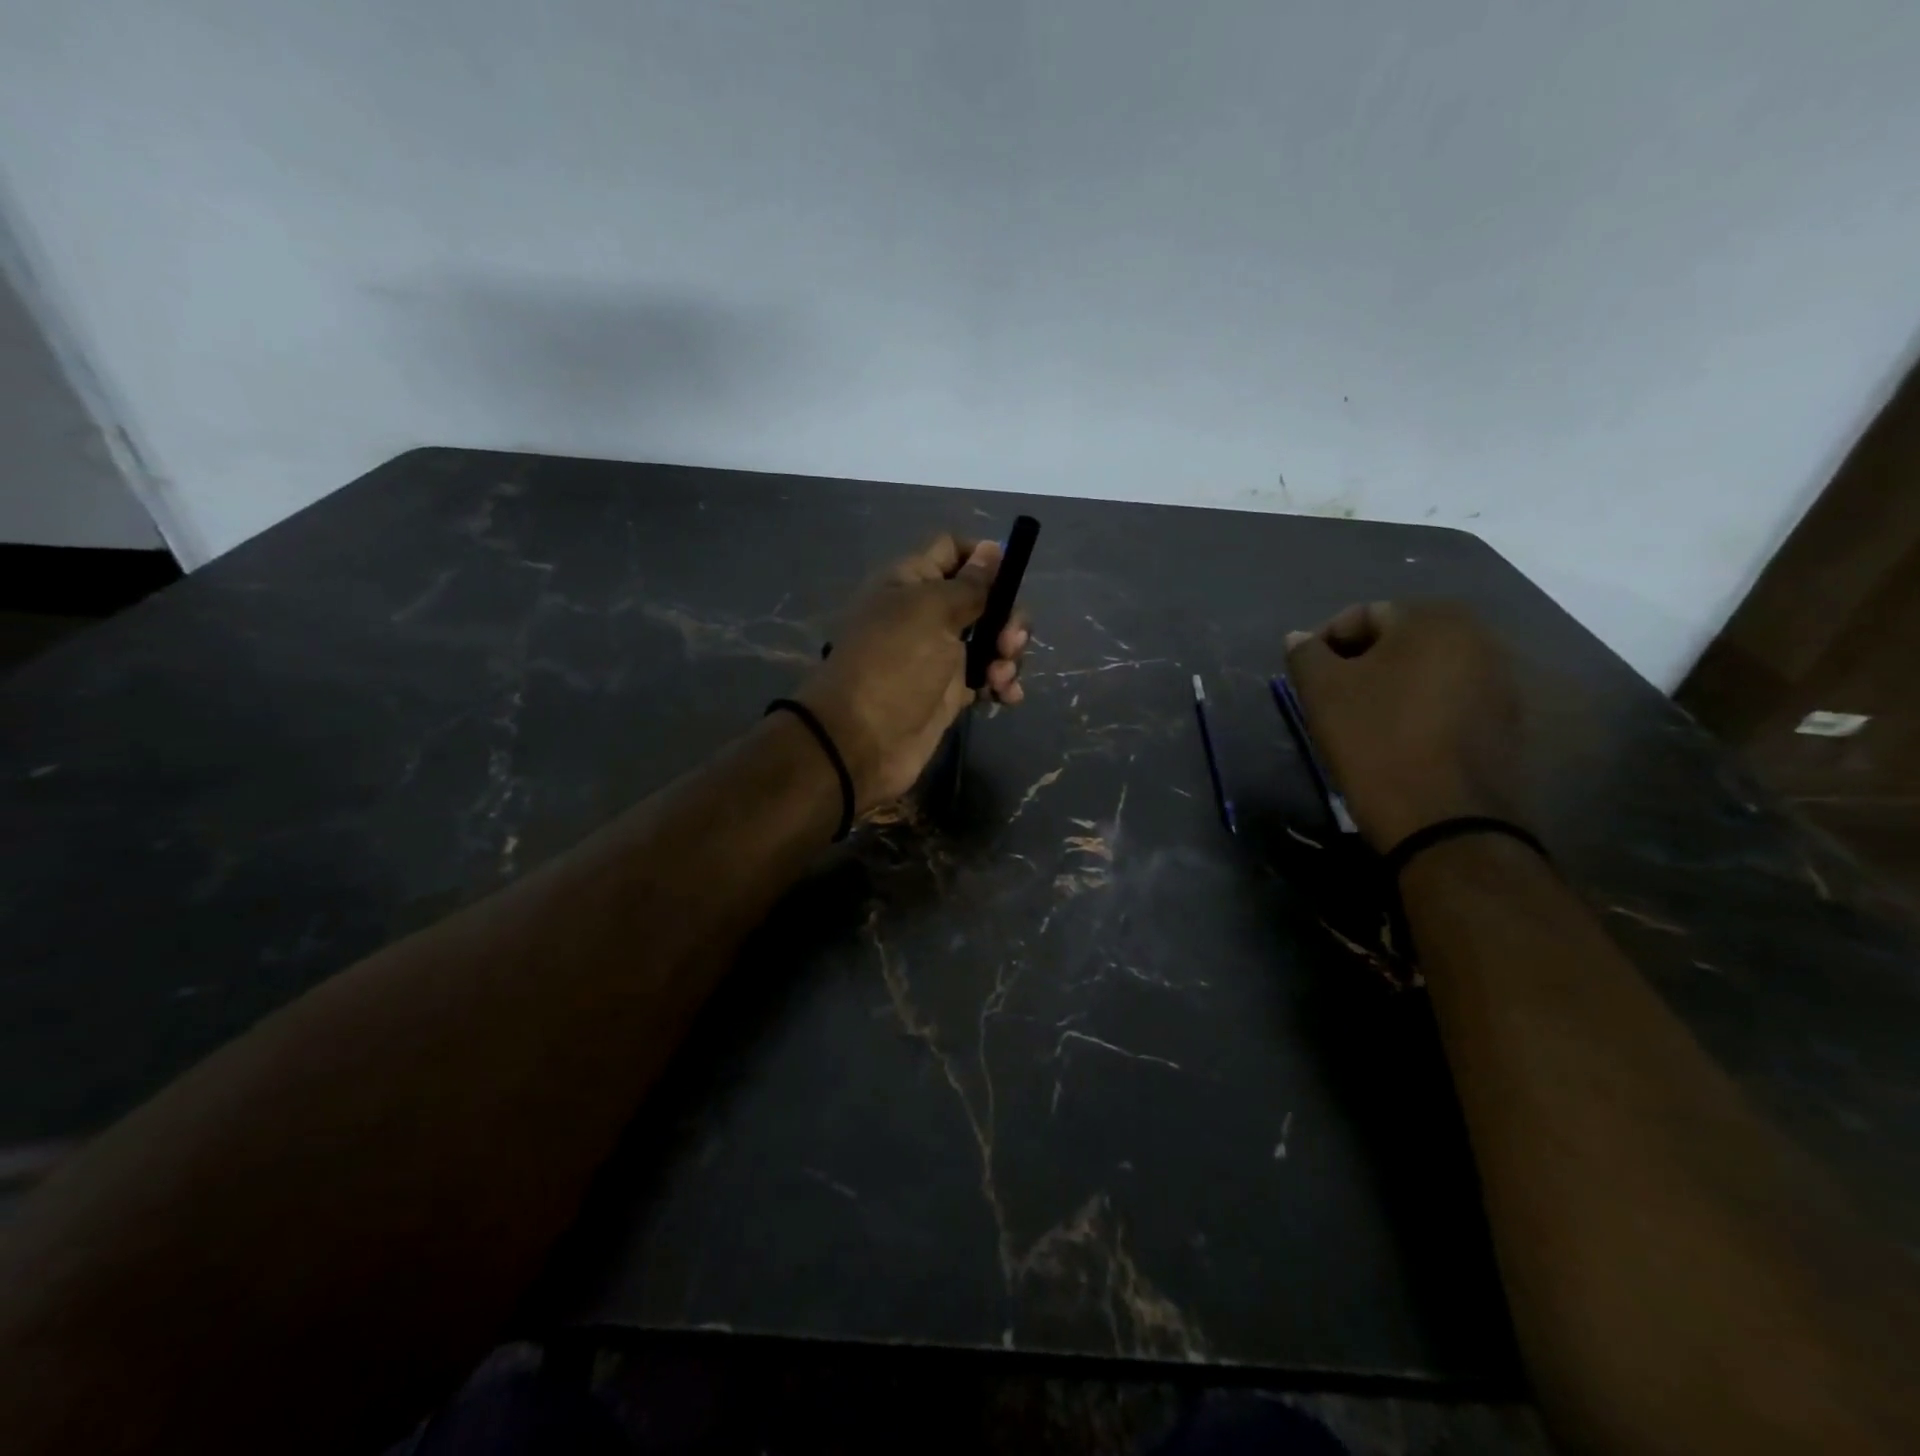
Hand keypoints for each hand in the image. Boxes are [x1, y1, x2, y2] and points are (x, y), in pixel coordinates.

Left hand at [795, 534, 1029, 811]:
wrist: (862, 741)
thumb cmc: (894, 664)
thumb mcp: (932, 612)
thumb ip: (969, 585)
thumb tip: (993, 549)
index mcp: (912, 582)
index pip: (952, 551)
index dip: (984, 557)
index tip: (1011, 576)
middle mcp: (926, 614)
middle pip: (983, 598)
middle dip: (1007, 616)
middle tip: (1009, 642)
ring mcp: (939, 655)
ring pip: (991, 640)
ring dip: (1008, 654)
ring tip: (1001, 678)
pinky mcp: (950, 692)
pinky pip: (987, 677)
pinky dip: (1002, 683)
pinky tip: (1007, 697)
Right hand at [1284, 601, 1524, 851]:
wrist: (1445, 820)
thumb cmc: (1375, 742)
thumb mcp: (1322, 692)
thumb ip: (1305, 654)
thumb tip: (1300, 637)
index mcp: (1433, 619)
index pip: (1362, 615)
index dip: (1324, 644)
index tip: (1306, 680)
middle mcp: (1478, 636)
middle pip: (1398, 638)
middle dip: (1359, 663)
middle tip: (1330, 699)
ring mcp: (1501, 678)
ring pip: (1424, 669)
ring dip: (1389, 685)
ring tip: (1361, 720)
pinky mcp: (1507, 718)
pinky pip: (1448, 697)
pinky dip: (1418, 707)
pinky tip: (1397, 739)